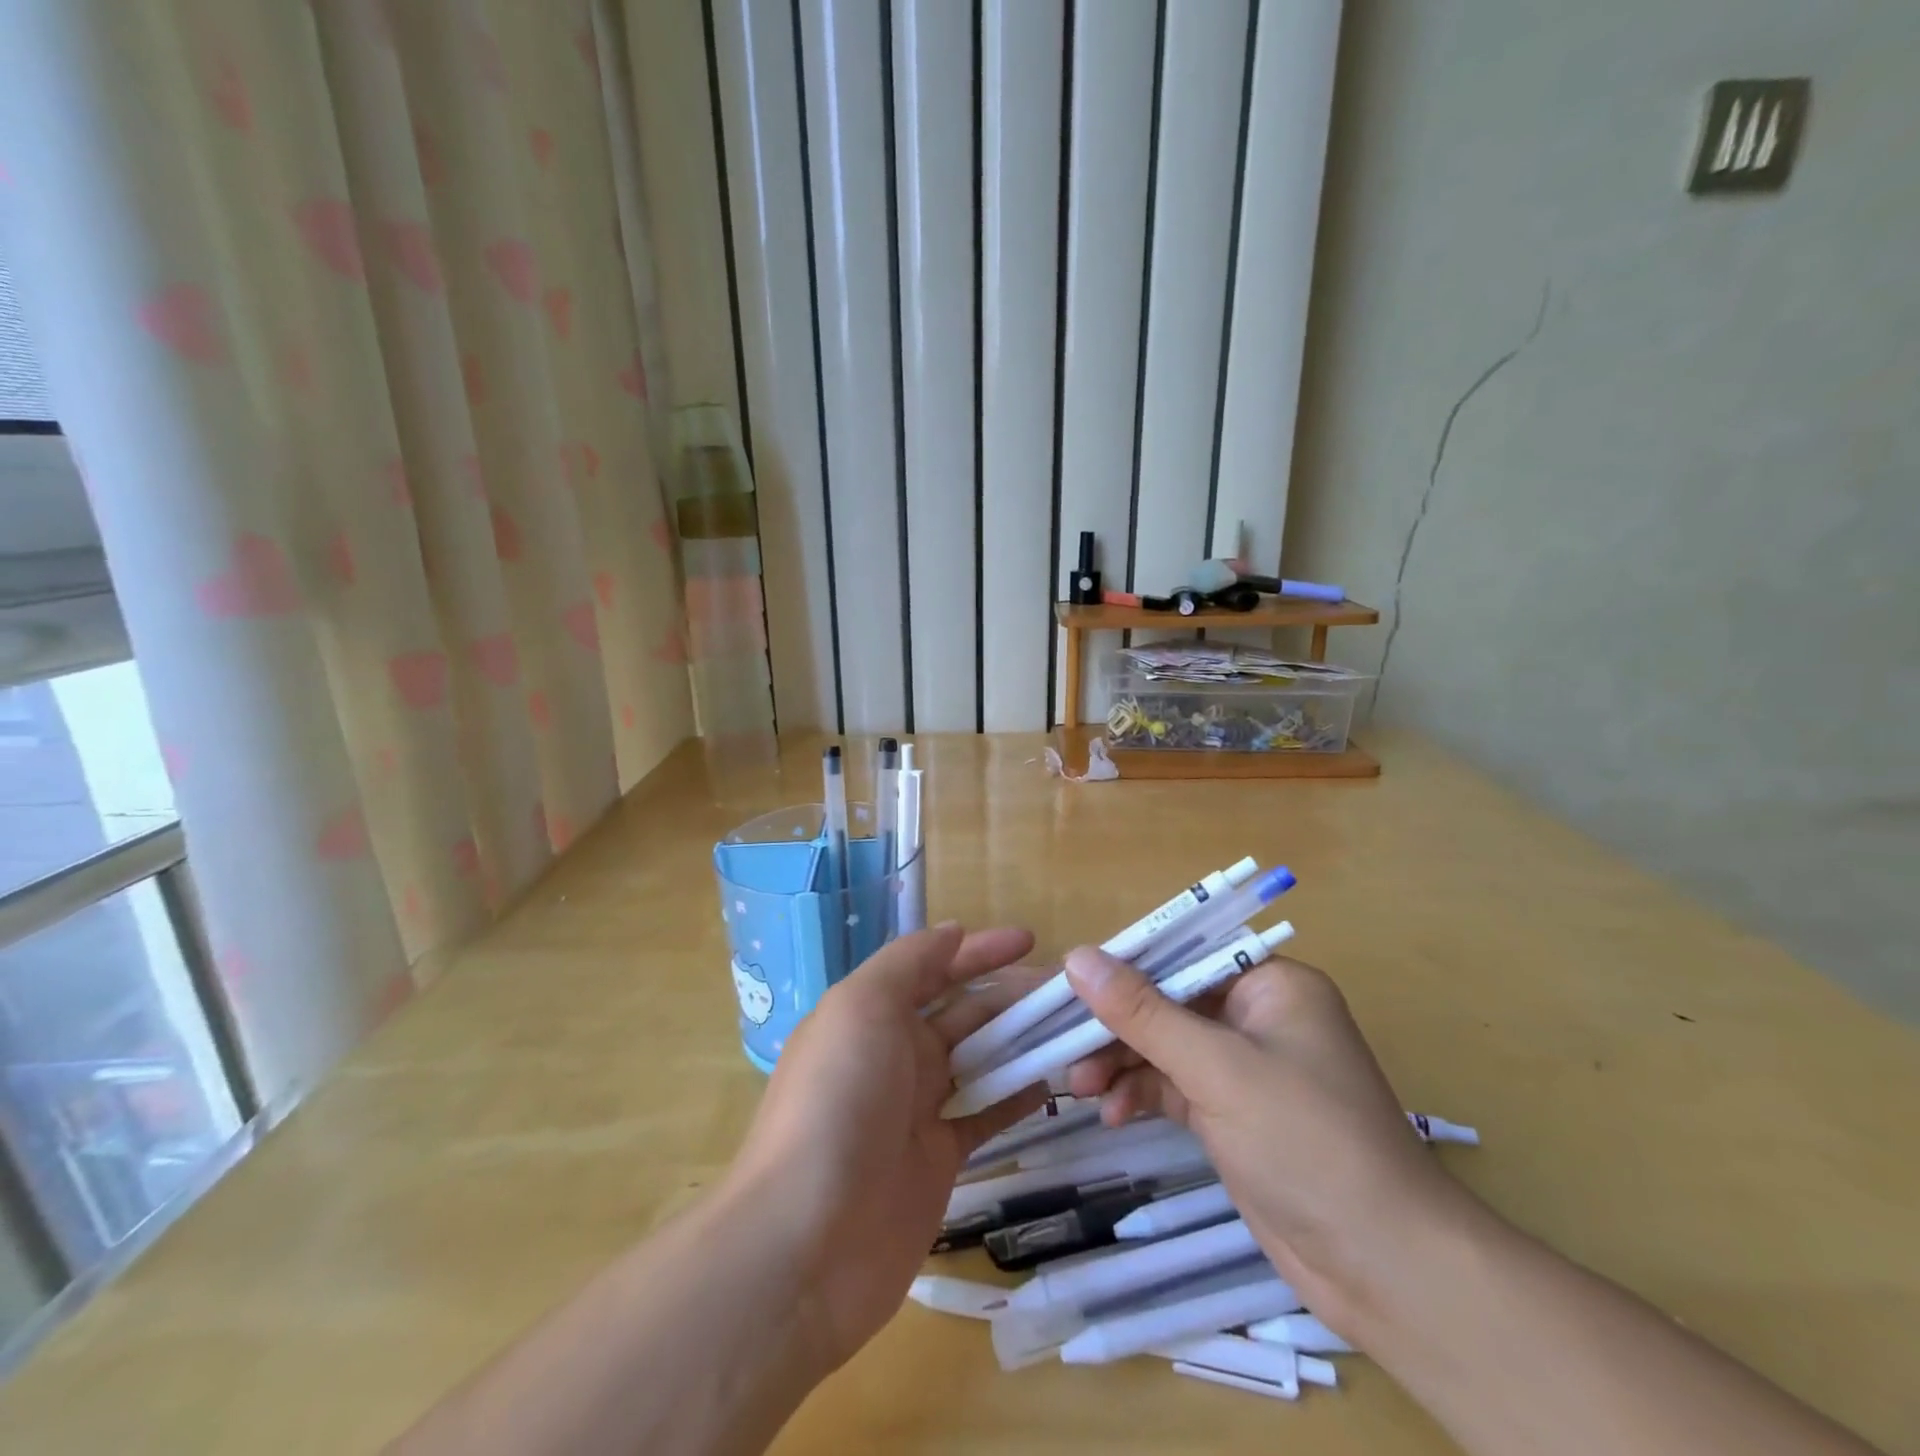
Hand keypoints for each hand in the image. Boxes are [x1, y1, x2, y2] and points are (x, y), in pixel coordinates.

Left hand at [725, 923, 1049, 1373]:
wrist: (808, 1241)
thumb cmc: (837, 1101)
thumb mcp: (862, 1007)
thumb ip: (908, 963)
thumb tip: (952, 933)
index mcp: (872, 1013)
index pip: (934, 967)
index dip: (979, 950)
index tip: (1030, 940)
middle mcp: (895, 1053)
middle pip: (964, 1011)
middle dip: (1011, 993)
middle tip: (1069, 989)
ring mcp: (918, 1107)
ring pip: (981, 1060)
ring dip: (1022, 1041)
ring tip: (1074, 1027)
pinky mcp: (940, 1158)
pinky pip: (986, 1115)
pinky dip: (1017, 1096)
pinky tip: (1054, 1081)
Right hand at [1061, 949, 1464, 1331]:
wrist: (1386, 1270)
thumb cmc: (1308, 1143)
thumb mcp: (1217, 1069)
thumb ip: (1144, 1013)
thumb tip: (1077, 957)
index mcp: (1270, 984)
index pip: (1184, 954)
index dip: (1125, 966)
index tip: (1070, 984)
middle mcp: (1257, 1016)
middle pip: (1168, 1002)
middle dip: (1117, 1026)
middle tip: (1064, 1045)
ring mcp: (1244, 1068)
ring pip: (1164, 1046)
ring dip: (1122, 1063)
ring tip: (1079, 1087)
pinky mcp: (1232, 1114)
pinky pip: (1173, 1086)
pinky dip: (1141, 1094)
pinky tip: (1112, 1113)